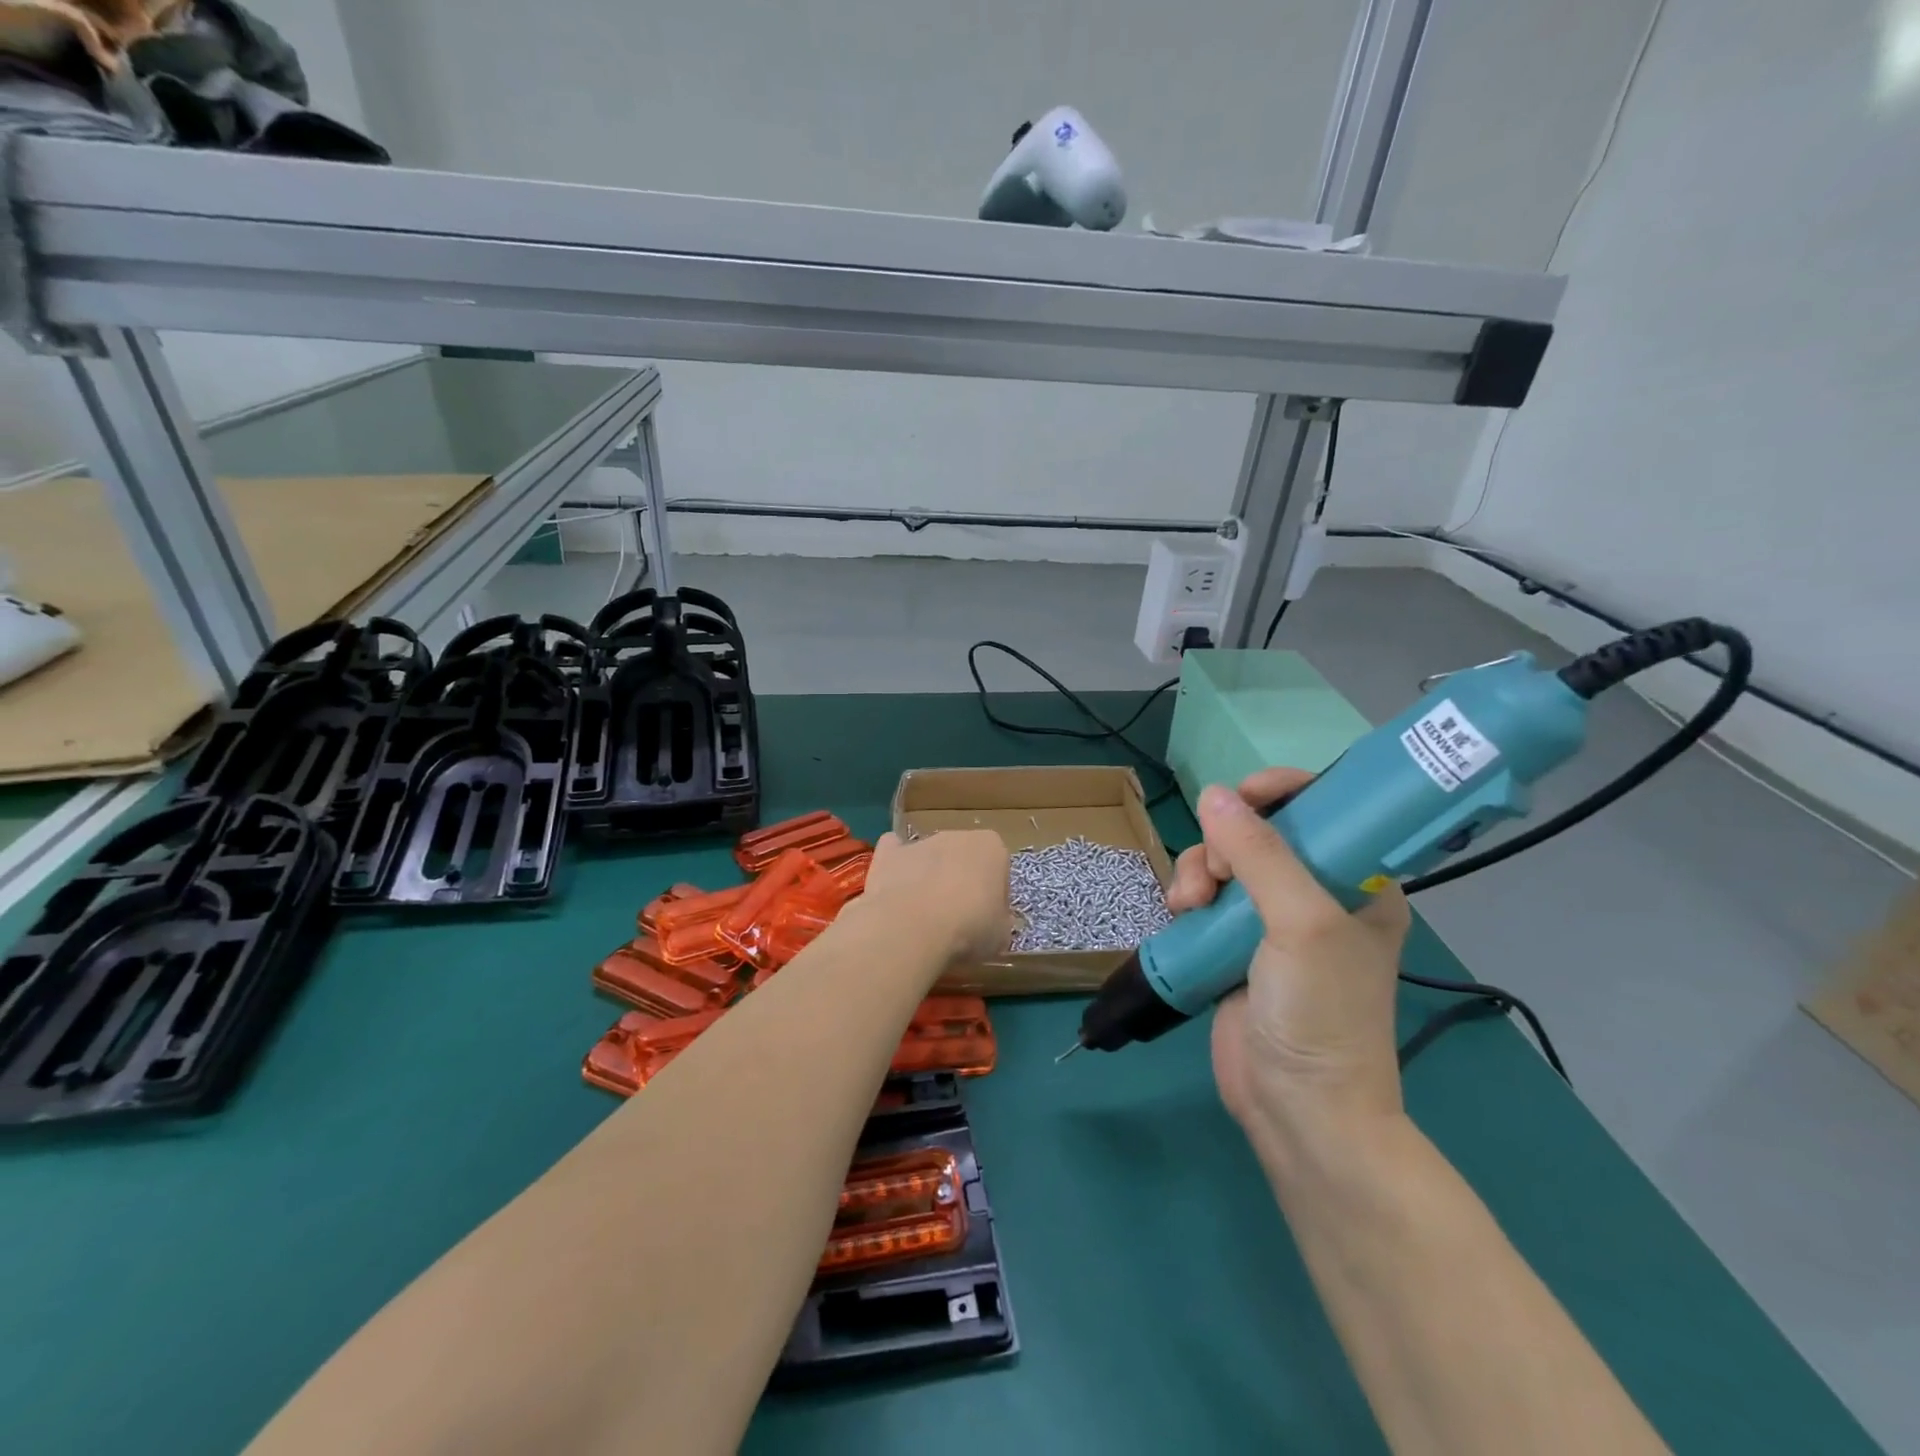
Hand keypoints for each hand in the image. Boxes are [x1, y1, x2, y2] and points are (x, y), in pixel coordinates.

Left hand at [862, 830, 1011, 963]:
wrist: (912, 929)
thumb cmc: (969, 928)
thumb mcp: (1002, 935)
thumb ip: (999, 920)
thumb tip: (991, 922)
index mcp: (991, 848)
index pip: (999, 870)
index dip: (994, 897)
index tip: (987, 921)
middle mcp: (957, 836)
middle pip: (963, 859)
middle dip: (961, 883)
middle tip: (956, 921)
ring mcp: (920, 842)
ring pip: (930, 857)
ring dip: (929, 878)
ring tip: (923, 917)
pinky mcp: (887, 854)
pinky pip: (894, 852)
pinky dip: (895, 867)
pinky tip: (895, 891)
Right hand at [1167, 771, 1410, 1151]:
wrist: (1298, 1109)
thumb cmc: (1321, 1012)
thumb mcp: (1301, 923)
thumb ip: (1260, 854)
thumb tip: (1214, 794)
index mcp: (1358, 883)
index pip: (1326, 810)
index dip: (1284, 792)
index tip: (1243, 795)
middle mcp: (1317, 895)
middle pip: (1260, 832)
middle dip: (1226, 842)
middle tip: (1216, 875)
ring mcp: (1272, 922)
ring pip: (1224, 863)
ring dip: (1199, 871)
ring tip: (1187, 905)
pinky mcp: (1234, 946)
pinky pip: (1205, 898)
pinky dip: (1188, 898)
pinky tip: (1181, 916)